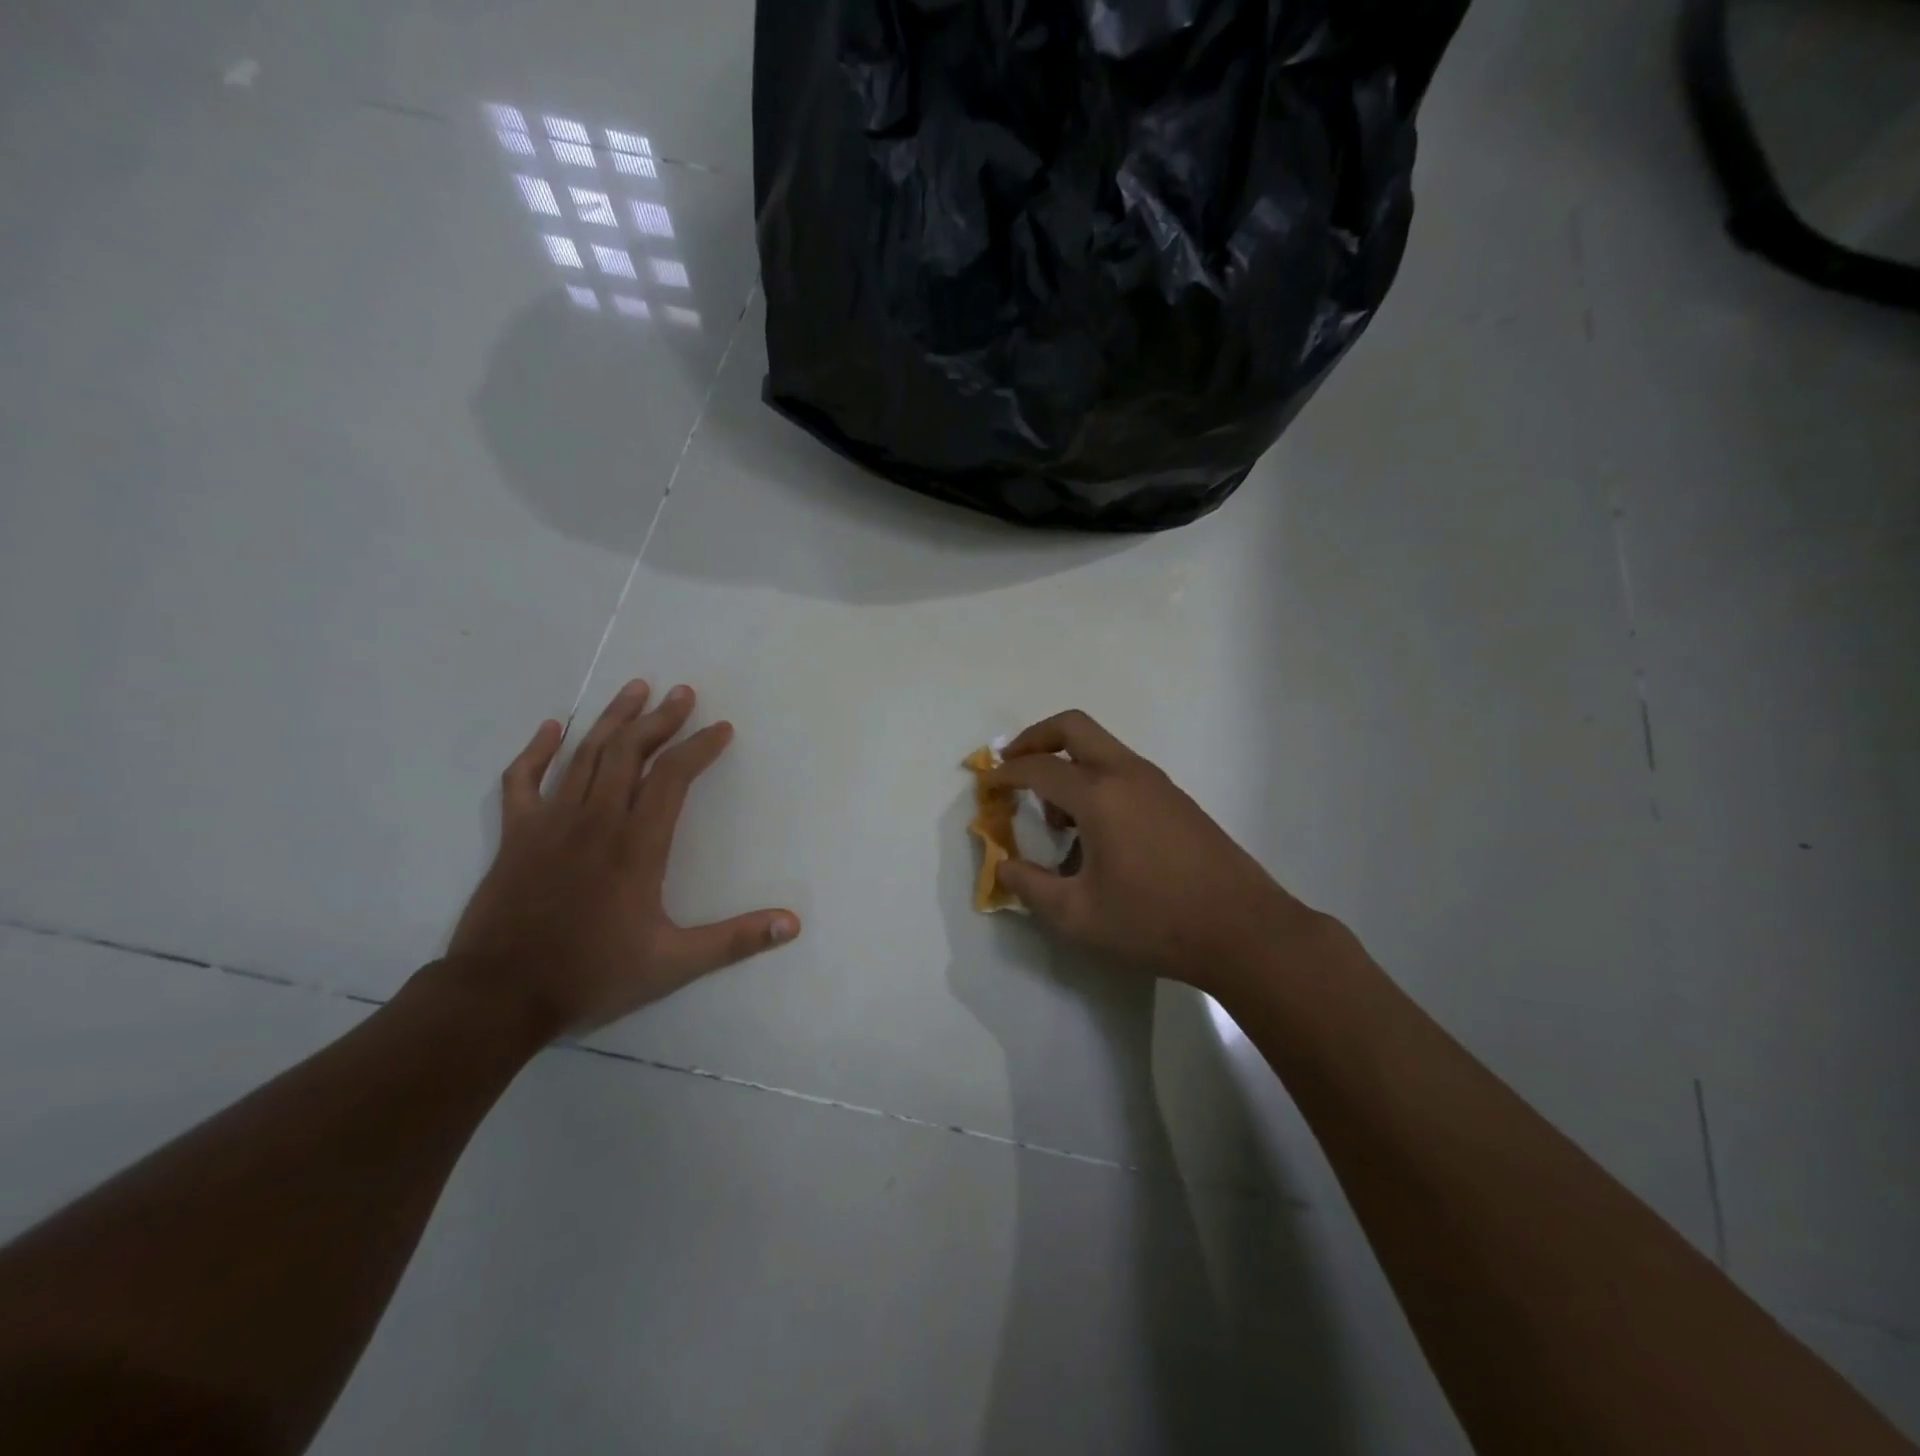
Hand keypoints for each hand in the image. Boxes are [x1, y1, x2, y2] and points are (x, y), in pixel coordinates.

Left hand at [442, 680, 799, 1041]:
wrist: (499, 995)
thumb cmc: (592, 975)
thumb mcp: (673, 964)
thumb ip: (735, 940)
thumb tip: (792, 924)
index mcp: (637, 845)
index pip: (673, 777)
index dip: (700, 747)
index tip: (722, 729)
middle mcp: (596, 820)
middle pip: (630, 752)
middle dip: (661, 719)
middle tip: (683, 693)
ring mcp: (551, 822)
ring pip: (585, 754)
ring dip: (613, 719)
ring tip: (636, 688)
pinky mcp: (516, 834)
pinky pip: (523, 779)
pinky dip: (537, 750)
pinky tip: (552, 728)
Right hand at [988, 711, 1319, 995]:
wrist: (1243, 930)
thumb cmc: (1153, 922)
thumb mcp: (1077, 915)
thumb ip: (1030, 887)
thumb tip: (1004, 866)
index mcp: (1099, 795)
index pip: (1038, 769)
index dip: (1004, 775)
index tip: (985, 786)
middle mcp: (1127, 774)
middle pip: (1073, 727)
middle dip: (1035, 739)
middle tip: (1012, 767)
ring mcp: (1157, 783)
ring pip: (1101, 749)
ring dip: (1068, 765)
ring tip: (1056, 820)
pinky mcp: (1176, 799)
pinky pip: (1123, 771)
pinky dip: (1095, 781)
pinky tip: (1096, 832)